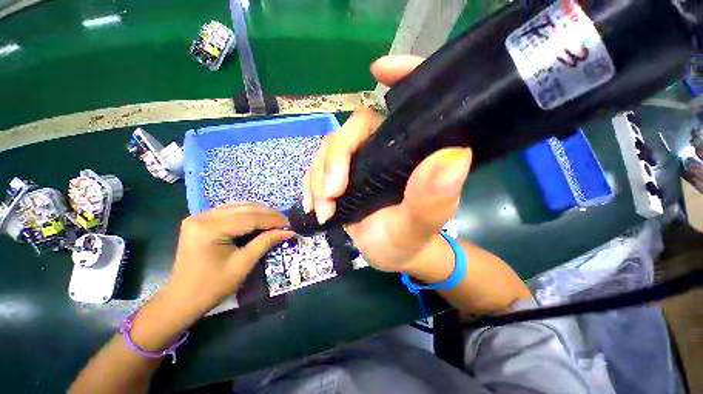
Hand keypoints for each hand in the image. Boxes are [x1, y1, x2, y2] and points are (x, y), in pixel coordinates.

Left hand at [164, 202, 293, 318]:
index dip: (273, 220)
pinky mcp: (200, 220)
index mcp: (210, 229)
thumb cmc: (213, 286)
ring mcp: (199, 216)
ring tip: (276, 220)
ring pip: (238, 207)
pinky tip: (258, 218)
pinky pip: (230, 211)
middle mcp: (203, 217)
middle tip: (285, 222)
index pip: (250, 218)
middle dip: (268, 215)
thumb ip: (266, 242)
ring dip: (259, 212)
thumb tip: (289, 232)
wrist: (182, 299)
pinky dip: (247, 213)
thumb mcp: (243, 264)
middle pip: (244, 209)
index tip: (290, 224)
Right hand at [303, 55, 472, 272]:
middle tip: (331, 195)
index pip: (411, 104)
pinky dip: (310, 185)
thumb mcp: (418, 225)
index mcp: (412, 153)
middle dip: (334, 161)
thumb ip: (433, 198)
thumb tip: (454, 156)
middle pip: (352, 131)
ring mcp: (360, 161)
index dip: (401, 77)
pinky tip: (312, 205)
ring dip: (318, 179)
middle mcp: (386, 149)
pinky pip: (318, 169)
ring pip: (329, 151)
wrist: (390, 253)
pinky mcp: (343, 176)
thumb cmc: (408, 240)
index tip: (379, 70)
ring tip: (323, 209)